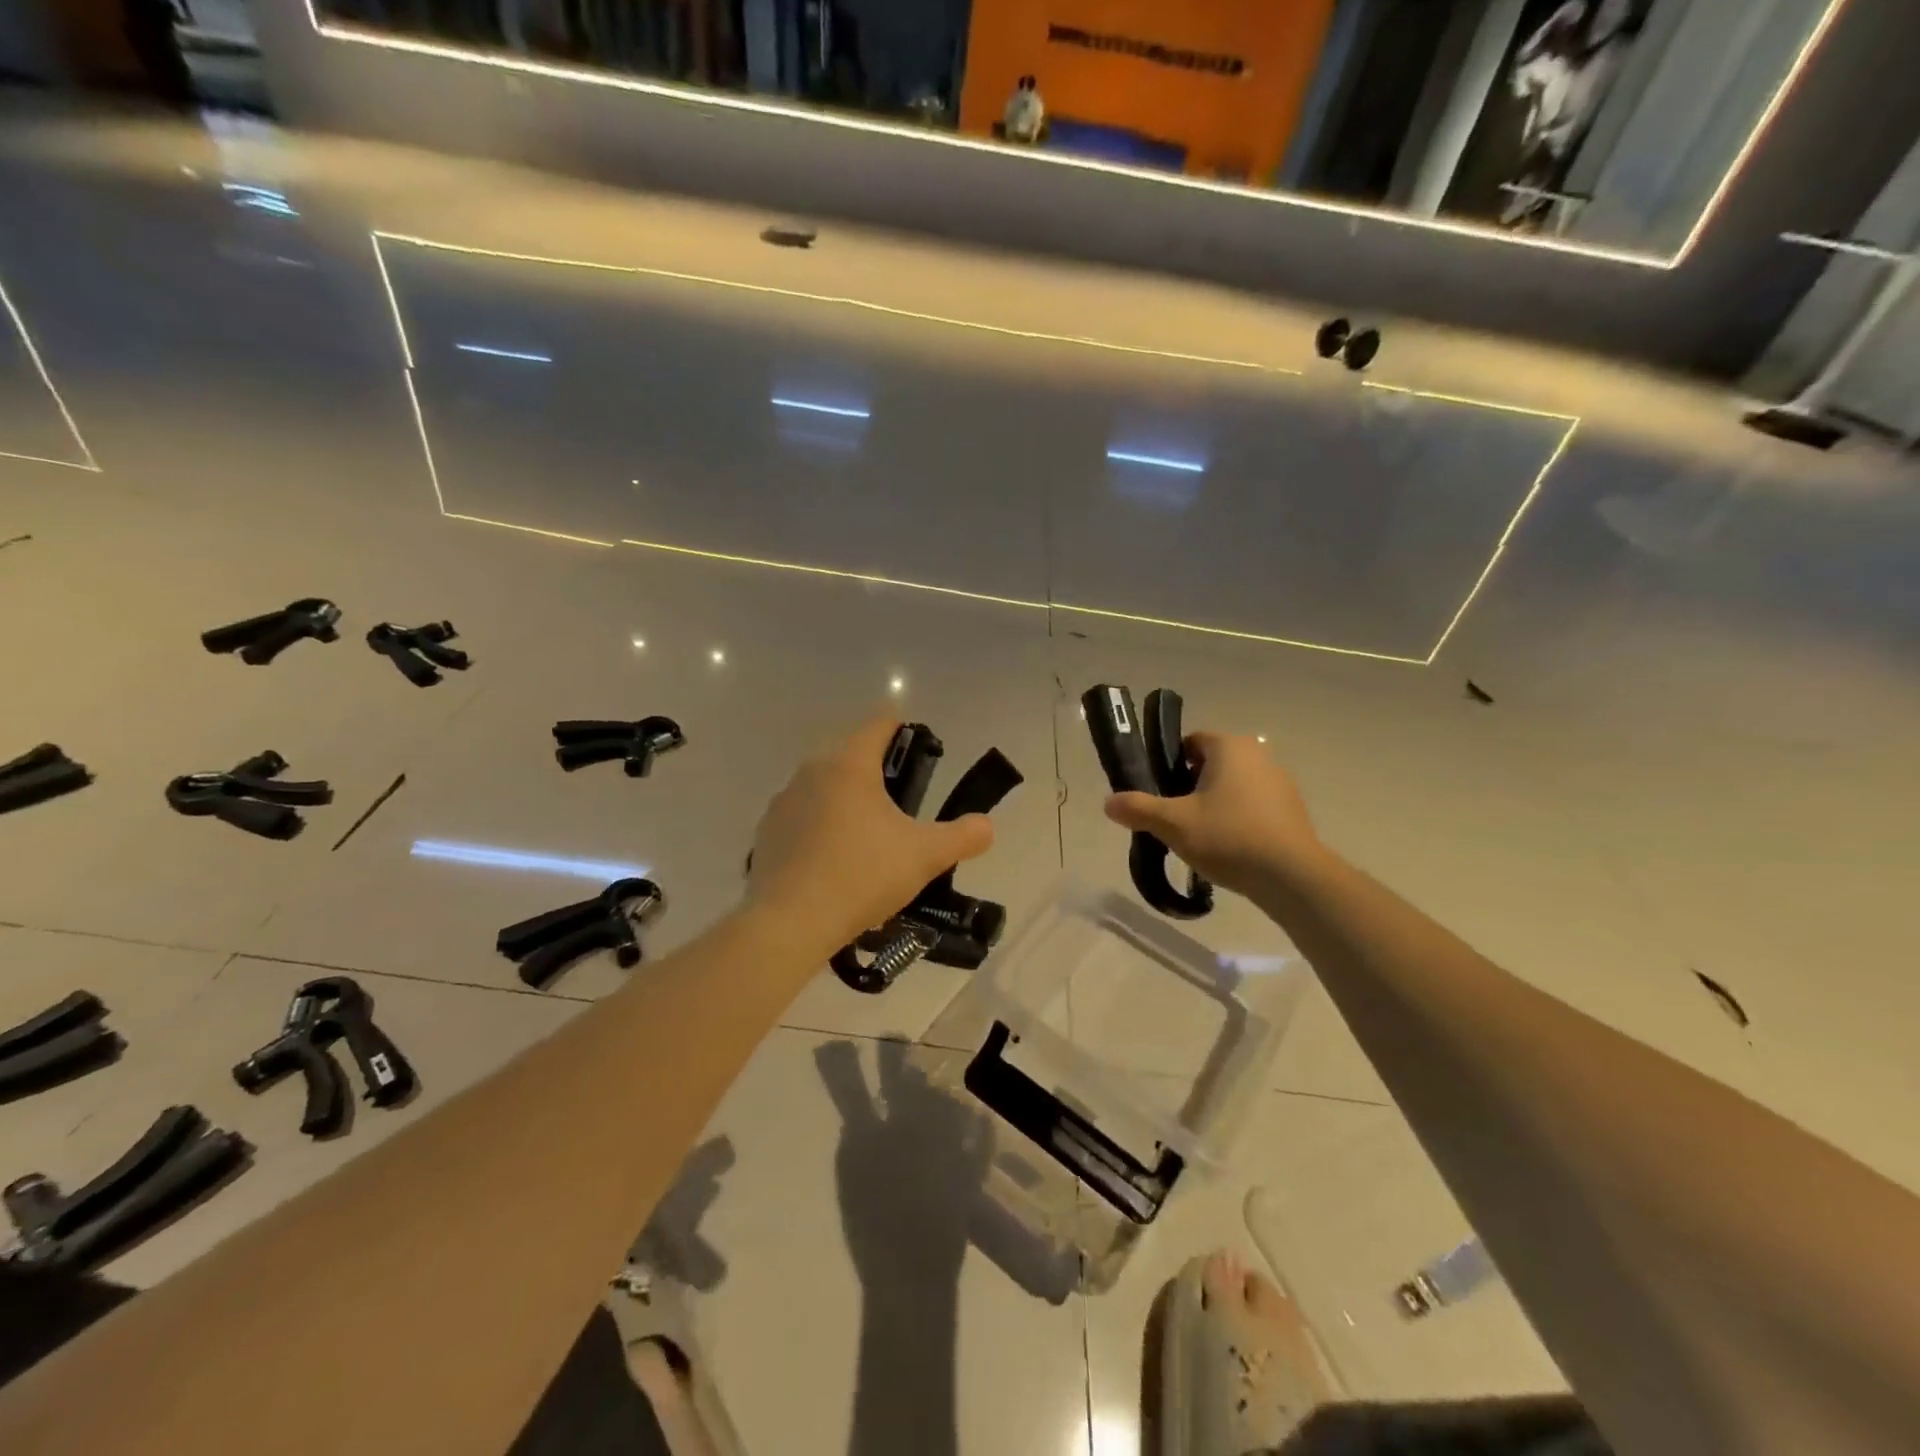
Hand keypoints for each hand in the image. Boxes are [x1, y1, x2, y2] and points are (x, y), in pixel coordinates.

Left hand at [747, 716, 992, 952]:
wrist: (790, 922)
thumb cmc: (863, 875)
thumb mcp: (925, 856)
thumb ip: (963, 836)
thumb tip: (985, 826)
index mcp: (850, 764)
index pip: (880, 725)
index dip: (904, 731)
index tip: (921, 754)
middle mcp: (811, 771)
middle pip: (850, 756)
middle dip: (877, 773)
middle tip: (902, 807)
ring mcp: (783, 802)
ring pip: (823, 787)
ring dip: (846, 801)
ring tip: (867, 840)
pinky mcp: (766, 832)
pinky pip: (801, 818)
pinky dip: (819, 829)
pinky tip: (832, 863)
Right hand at [1104, 732, 1327, 899]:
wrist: (1291, 876)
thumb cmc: (1228, 837)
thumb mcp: (1173, 824)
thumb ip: (1138, 809)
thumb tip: (1109, 803)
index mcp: (1229, 747)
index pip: (1191, 742)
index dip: (1170, 764)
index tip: (1159, 792)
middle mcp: (1258, 755)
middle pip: (1212, 764)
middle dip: (1191, 787)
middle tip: (1175, 817)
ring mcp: (1280, 782)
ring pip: (1234, 786)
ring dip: (1216, 804)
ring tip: (1201, 837)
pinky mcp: (1293, 810)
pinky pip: (1255, 806)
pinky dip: (1239, 820)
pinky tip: (1230, 849)